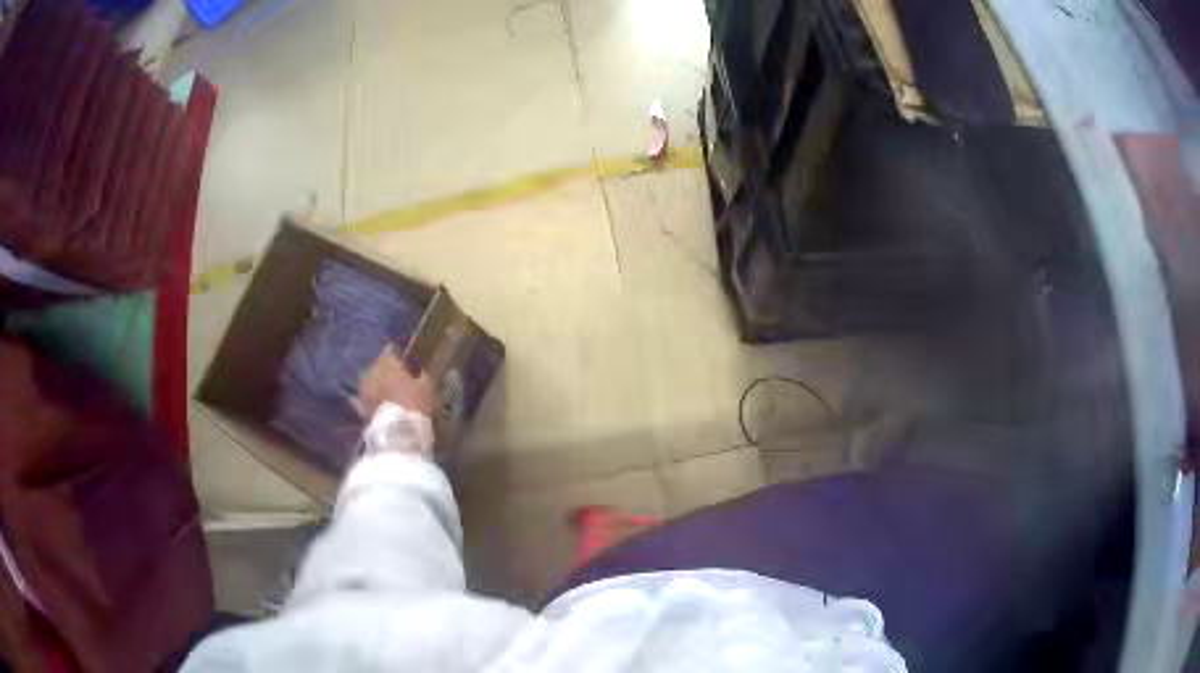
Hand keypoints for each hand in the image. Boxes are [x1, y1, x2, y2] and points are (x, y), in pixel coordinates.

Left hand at [357, 346, 437, 418]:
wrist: (398, 431)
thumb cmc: (415, 403)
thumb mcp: (427, 387)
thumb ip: (423, 376)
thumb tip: (421, 371)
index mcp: (388, 363)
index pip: (390, 351)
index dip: (397, 354)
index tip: (403, 359)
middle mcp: (372, 372)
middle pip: (378, 366)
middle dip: (385, 370)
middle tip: (395, 376)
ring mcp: (364, 390)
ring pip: (370, 382)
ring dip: (376, 384)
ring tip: (386, 391)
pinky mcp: (361, 407)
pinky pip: (365, 400)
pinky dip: (370, 400)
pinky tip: (376, 404)